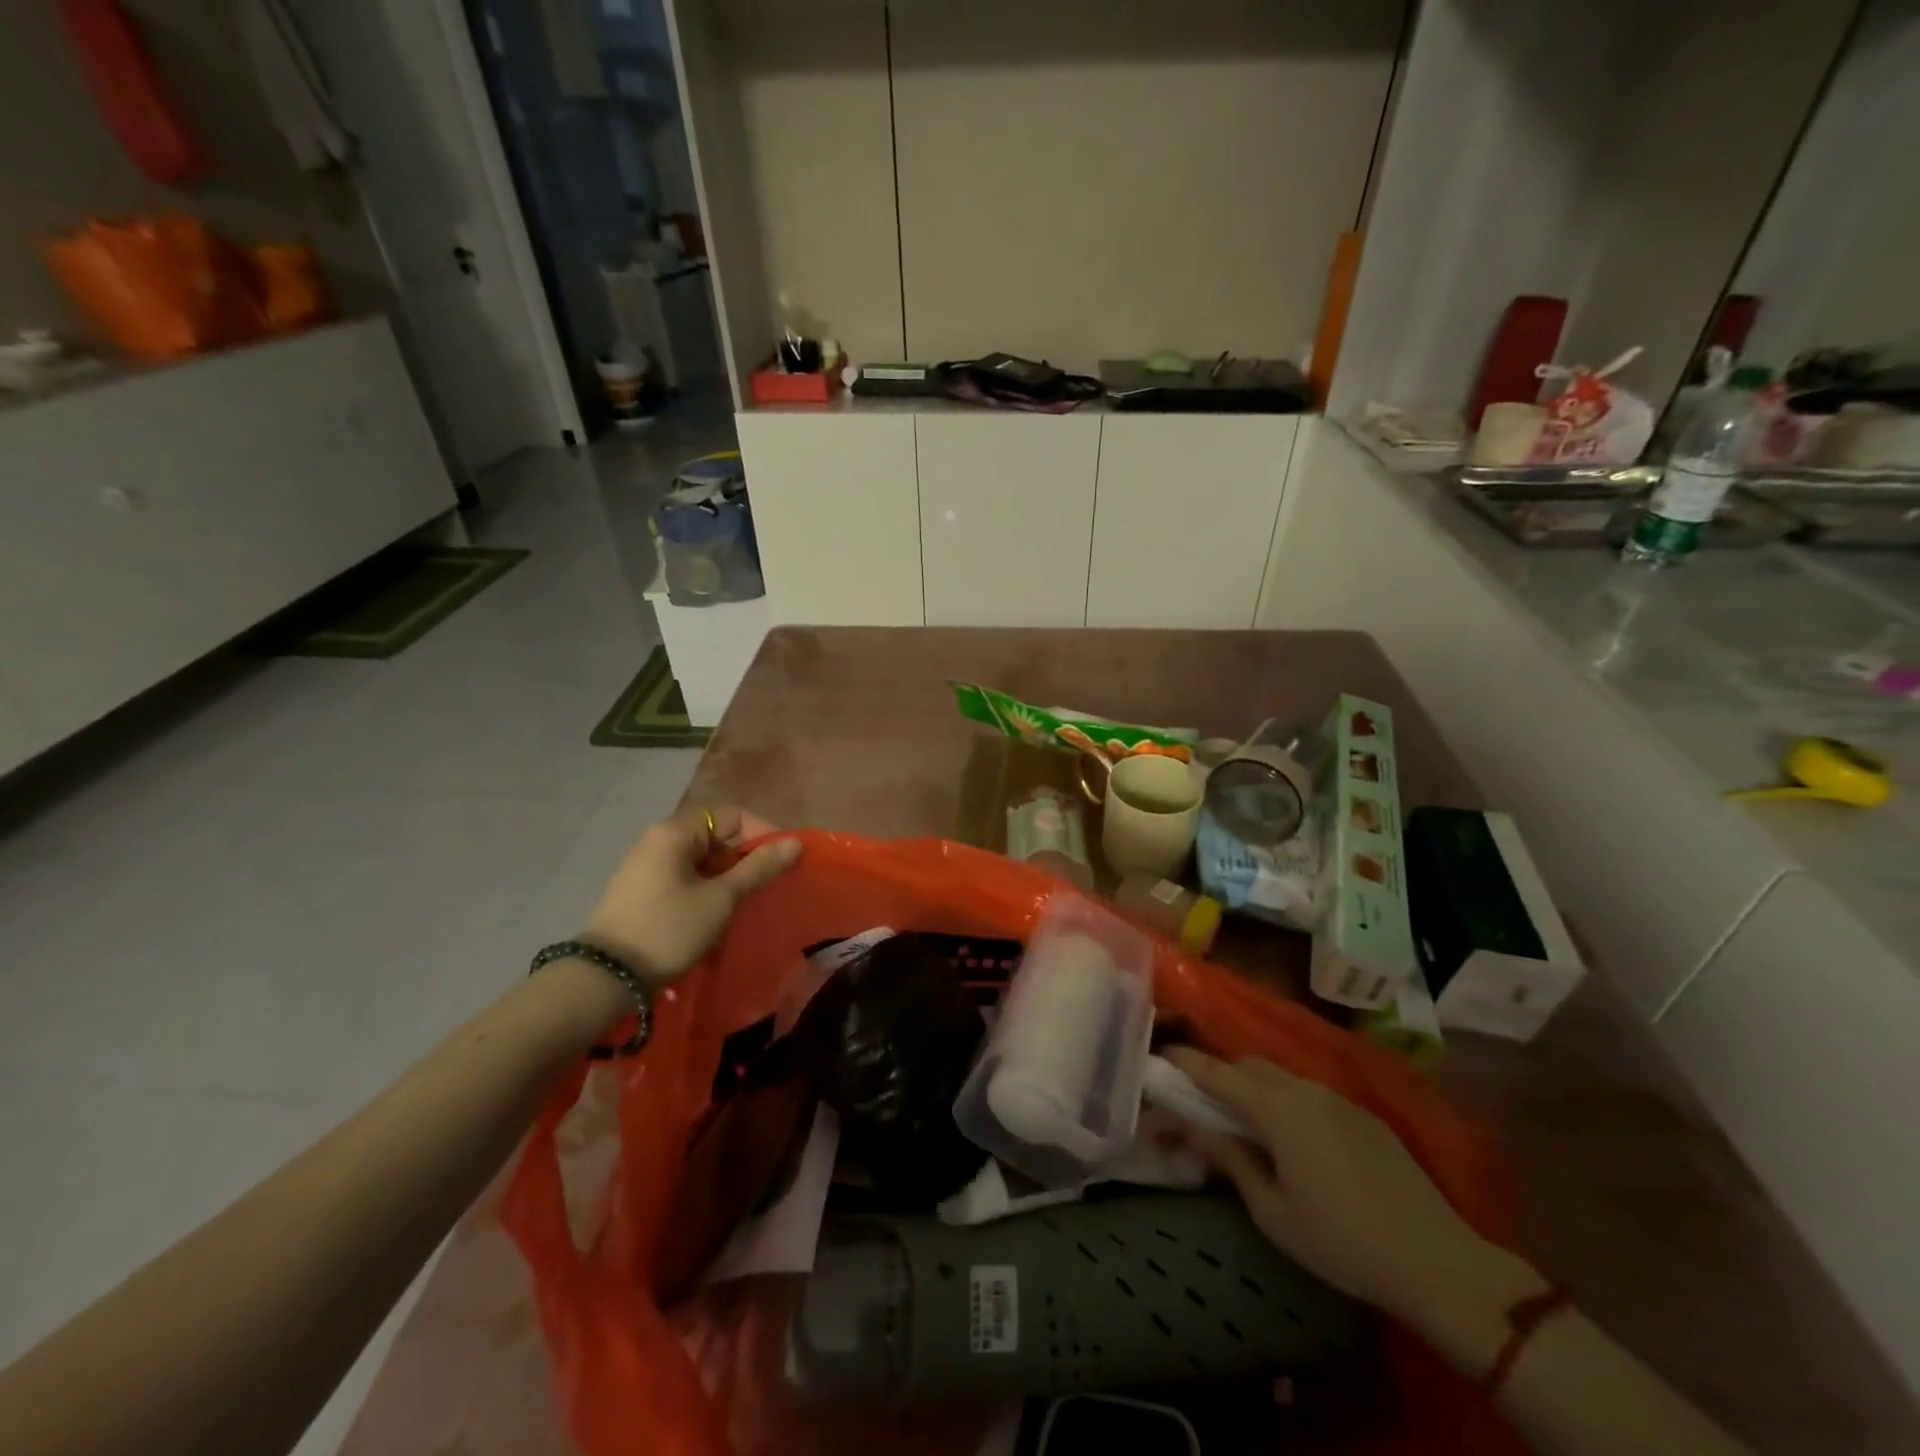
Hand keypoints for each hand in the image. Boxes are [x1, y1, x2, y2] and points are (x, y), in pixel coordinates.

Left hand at [582, 806, 800, 982]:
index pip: (733, 816)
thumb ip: (759, 868)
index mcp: (676, 831)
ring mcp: (647, 864)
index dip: (763, 834)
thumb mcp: (721, 898)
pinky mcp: (641, 889)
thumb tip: (795, 843)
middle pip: (717, 835)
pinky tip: (717, 911)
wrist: (608, 976)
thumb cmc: (669, 928)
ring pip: (702, 858)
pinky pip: (685, 875)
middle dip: (746, 857)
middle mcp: (659, 839)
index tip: (783, 862)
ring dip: (728, 875)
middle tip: (768, 884)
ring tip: (747, 900)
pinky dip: (707, 886)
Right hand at [1163, 1048, 1537, 1331]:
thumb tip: (1191, 1129)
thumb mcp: (1272, 1211)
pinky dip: (1285, 1097)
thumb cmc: (1342, 1242)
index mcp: (1276, 1109)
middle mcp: (1303, 1089)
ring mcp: (1337, 1098)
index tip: (1162, 1053)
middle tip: (1200, 1096)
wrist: (1437, 1261)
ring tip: (1243, 1115)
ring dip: (1254, 1085)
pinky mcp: (1363, 1114)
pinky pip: (1309, 1091)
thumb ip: (1230, 1160)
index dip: (1186, 1061)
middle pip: (1249, 1065)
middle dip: (1220, 1072)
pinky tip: (1292, 1133)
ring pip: (1280, 1076)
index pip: (1217, 1073)